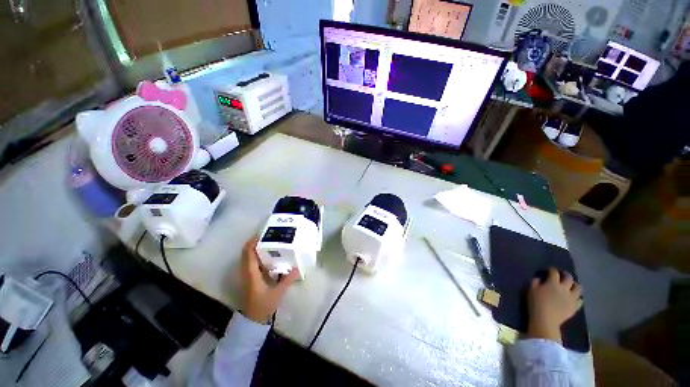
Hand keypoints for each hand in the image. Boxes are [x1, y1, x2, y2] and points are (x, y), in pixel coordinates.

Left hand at [240, 236, 299, 323]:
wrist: (253, 320)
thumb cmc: (263, 306)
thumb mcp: (277, 293)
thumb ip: (287, 280)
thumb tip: (298, 268)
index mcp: (252, 274)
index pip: (248, 254)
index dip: (253, 242)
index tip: (262, 233)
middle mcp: (247, 272)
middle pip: (246, 253)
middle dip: (254, 242)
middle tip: (267, 235)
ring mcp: (247, 275)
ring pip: (248, 257)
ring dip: (255, 248)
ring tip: (268, 241)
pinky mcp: (250, 278)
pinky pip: (251, 262)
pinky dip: (257, 255)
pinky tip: (268, 255)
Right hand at [527, 267, 582, 343]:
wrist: (545, 320)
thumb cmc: (536, 303)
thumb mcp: (531, 290)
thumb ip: (535, 282)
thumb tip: (539, 279)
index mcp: (553, 283)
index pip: (554, 272)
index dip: (552, 270)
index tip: (549, 270)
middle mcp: (564, 288)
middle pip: (569, 278)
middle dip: (566, 275)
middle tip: (562, 275)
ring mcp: (571, 298)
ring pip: (578, 288)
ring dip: (575, 285)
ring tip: (571, 286)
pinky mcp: (575, 307)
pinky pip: (580, 300)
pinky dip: (578, 297)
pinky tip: (574, 298)